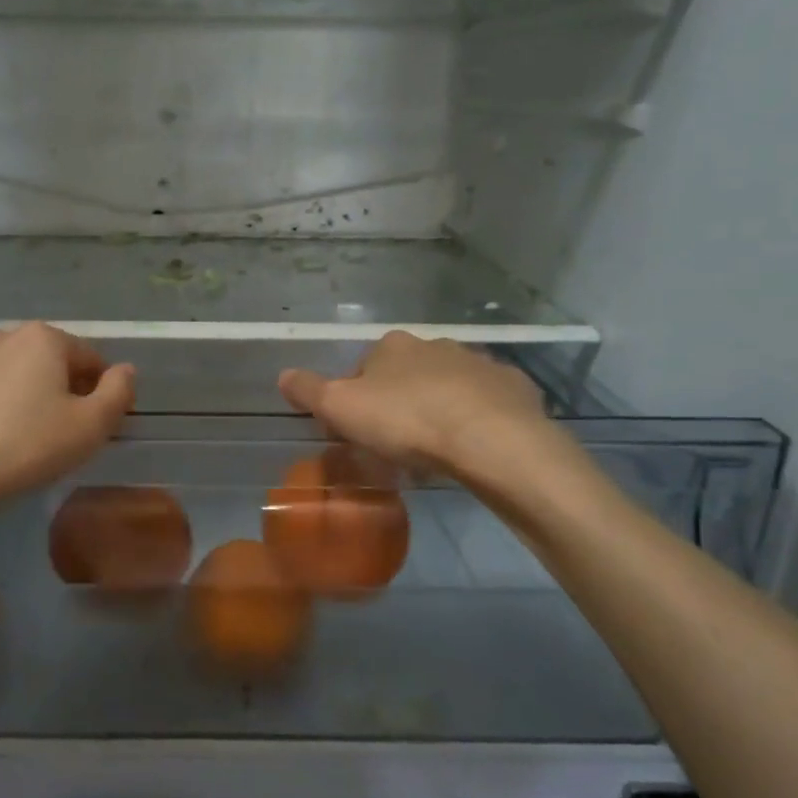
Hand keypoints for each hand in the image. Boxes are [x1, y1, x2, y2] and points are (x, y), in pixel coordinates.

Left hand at [0, 324, 134, 517]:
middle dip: (63, 392)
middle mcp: (2, 335)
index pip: (90, 359)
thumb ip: (118, 393)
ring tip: (24, 440)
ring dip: (26, 397)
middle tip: (64, 436)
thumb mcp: (90, 427)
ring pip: (12, 375)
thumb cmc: (26, 447)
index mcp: (42, 338)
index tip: (99, 426)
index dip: (102, 392)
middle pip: (49, 363)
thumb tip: (126, 370)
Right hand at [278, 331, 555, 475]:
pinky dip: (476, 420)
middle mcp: (436, 345)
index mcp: (392, 346)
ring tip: (434, 452)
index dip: (356, 401)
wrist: (490, 440)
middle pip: (406, 376)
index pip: (363, 369)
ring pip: (448, 388)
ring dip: (438, 411)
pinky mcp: (514, 388)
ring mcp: (479, 364)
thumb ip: (309, 390)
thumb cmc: (406, 421)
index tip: (357, 433)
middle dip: (399, 404)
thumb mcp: (341, 408)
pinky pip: (486, 404)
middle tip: (395, 446)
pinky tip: (471, 448)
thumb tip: (283, 376)